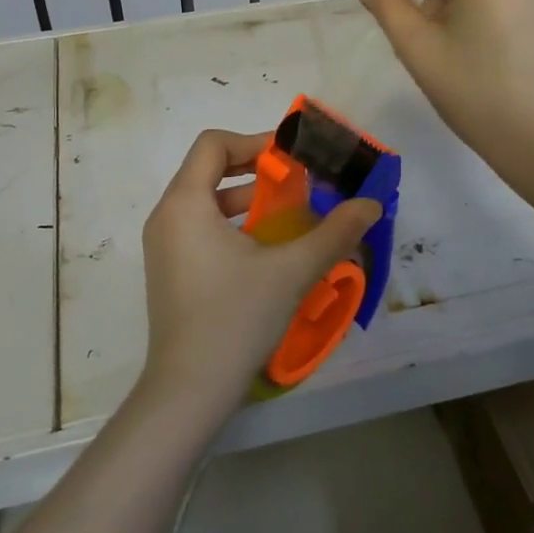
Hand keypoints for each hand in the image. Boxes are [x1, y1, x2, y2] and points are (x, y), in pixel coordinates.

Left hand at [139, 129, 381, 421]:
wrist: (189, 390)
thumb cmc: (236, 318)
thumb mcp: (291, 271)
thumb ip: (334, 233)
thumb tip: (371, 205)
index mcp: (185, 203)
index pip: (213, 144)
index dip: (253, 142)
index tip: (290, 161)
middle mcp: (166, 216)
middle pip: (207, 169)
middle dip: (253, 169)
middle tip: (294, 182)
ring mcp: (162, 246)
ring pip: (203, 200)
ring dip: (243, 197)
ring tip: (284, 214)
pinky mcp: (168, 270)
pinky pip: (197, 227)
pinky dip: (229, 223)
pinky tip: (263, 249)